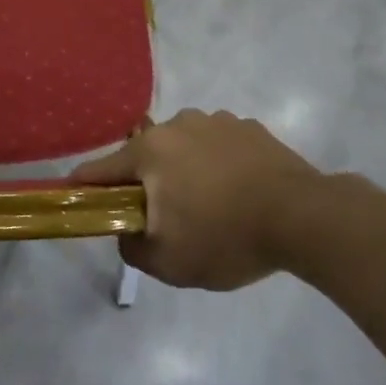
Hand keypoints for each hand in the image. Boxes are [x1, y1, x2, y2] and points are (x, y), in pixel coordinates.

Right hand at [72, 109, 348, 290]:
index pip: (100, 169)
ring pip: (183, 149)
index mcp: (150, 151)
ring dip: (183, 171)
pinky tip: (237, 192)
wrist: (306, 218)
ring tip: (208, 206)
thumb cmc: (226, 238)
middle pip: (145, 157)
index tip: (79, 200)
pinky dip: (217, 166)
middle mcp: (178, 125)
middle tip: (162, 218)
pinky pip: (217, 147)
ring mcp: (217, 121)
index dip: (86, 188)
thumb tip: (126, 231)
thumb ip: (131, 248)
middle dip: (145, 184)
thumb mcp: (168, 263)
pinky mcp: (250, 128)